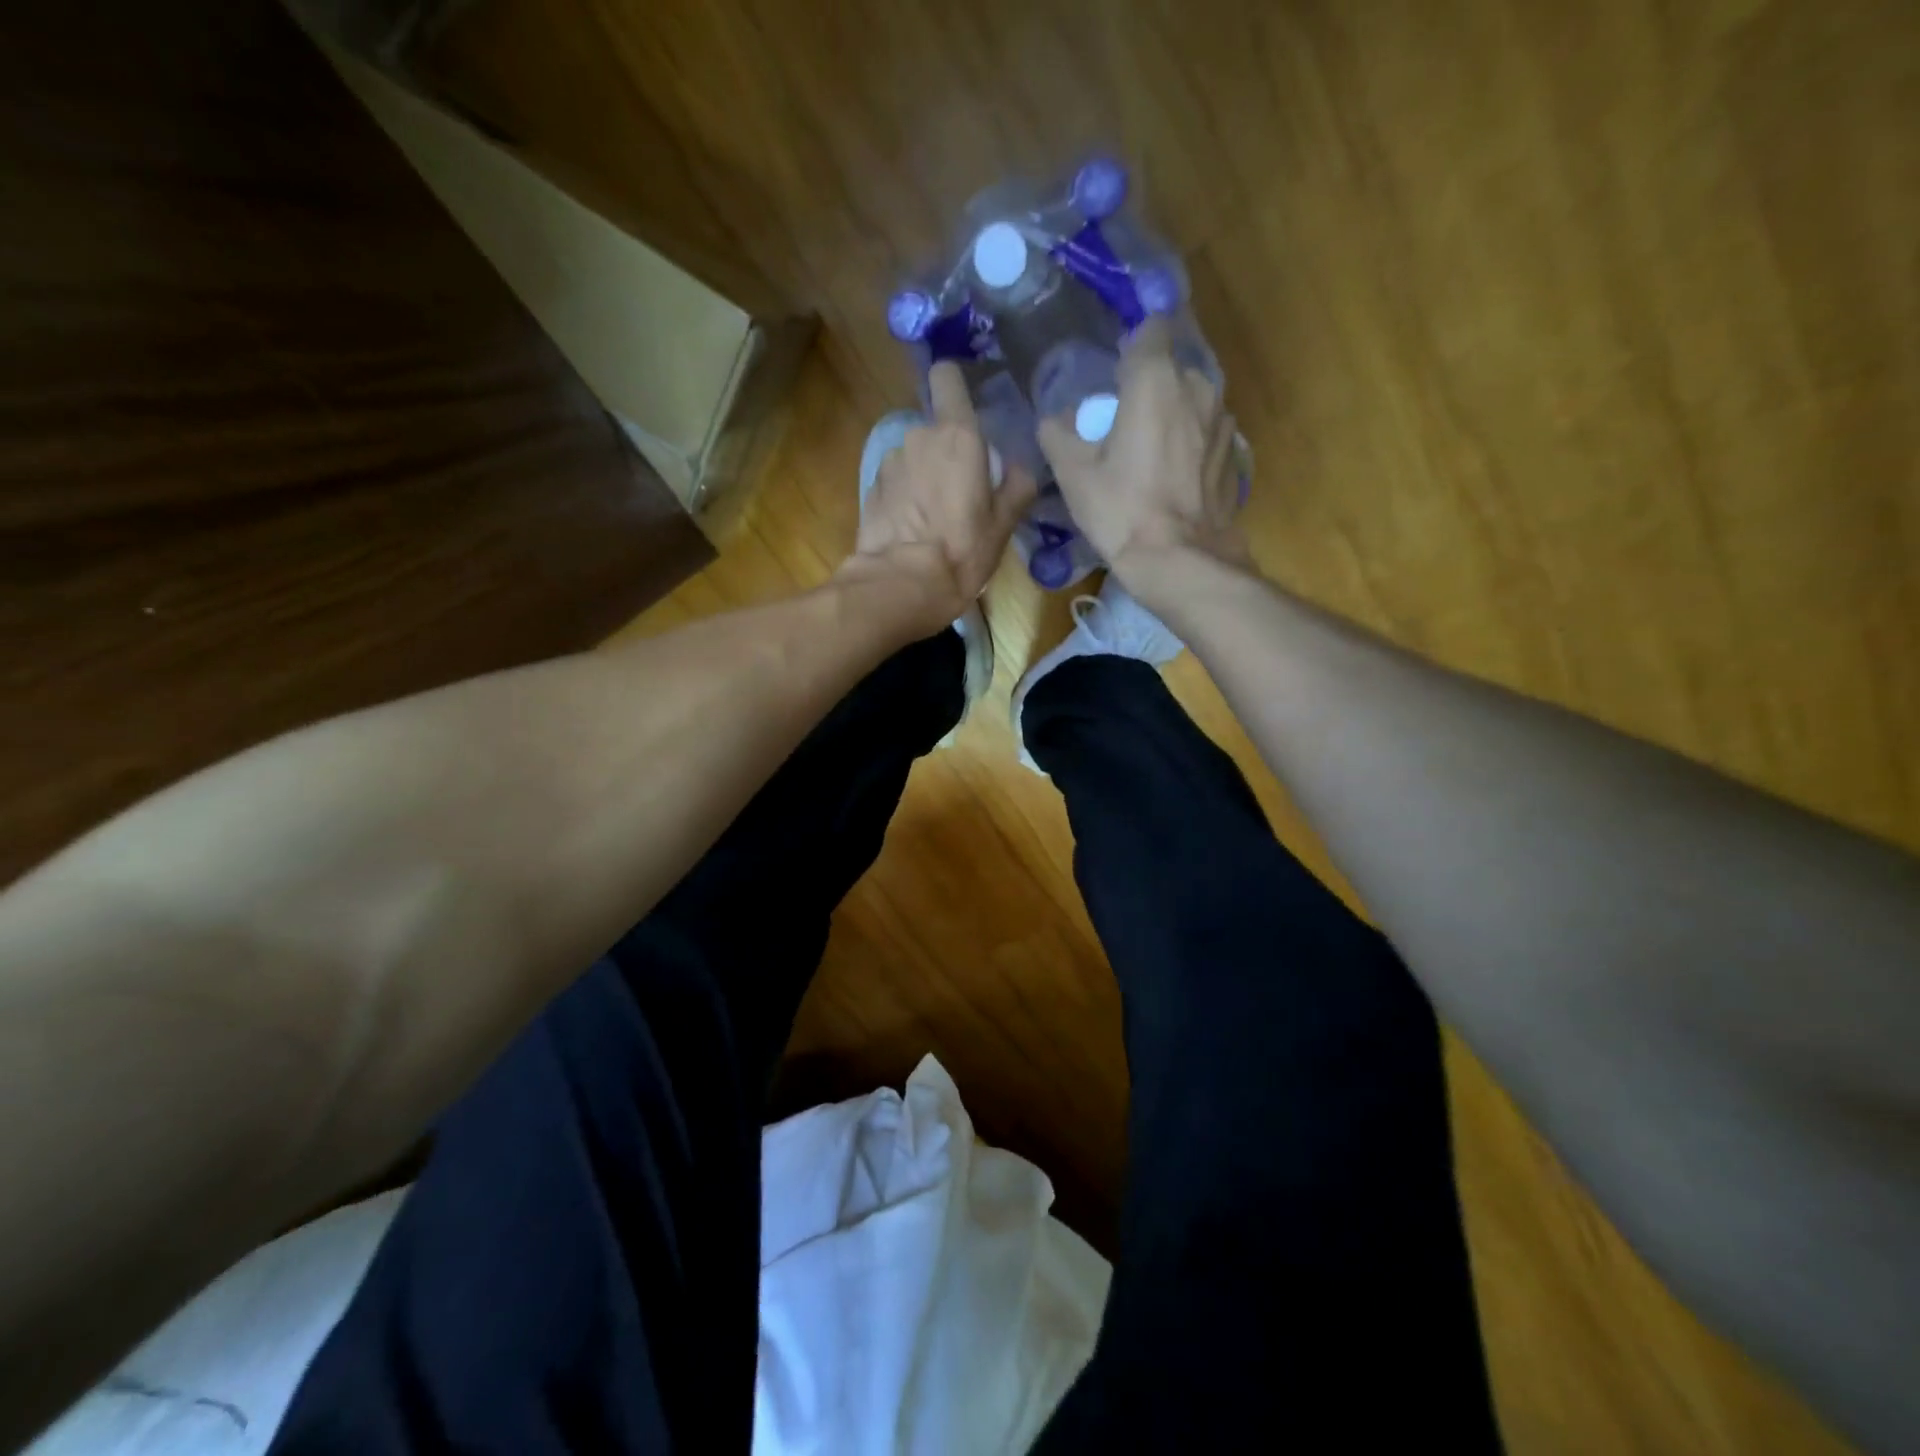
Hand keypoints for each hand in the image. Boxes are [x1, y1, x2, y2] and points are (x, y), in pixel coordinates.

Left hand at [843, 361, 1036, 631]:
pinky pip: (896, 482)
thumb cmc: (961, 552)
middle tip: (961, 494)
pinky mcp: (870, 489)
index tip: (965, 409)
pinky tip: (912, 530)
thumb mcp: (1003, 524)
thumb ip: (1017, 486)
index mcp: (958, 436)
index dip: (954, 385)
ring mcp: (890, 462)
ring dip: (923, 477)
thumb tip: (1018, 469)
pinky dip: (904, 498)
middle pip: (936, 430)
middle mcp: (919, 437)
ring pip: (914, 458)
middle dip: (947, 453)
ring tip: (933, 519)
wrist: (900, 585)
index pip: (947, 377)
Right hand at [1037, 317, 1248, 590]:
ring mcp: (1222, 421)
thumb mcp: (1073, 474)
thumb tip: (1057, 419)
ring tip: (1148, 456)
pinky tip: (1172, 480)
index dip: (1130, 346)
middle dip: (1147, 389)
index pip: (1149, 329)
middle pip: (1169, 370)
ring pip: (1190, 402)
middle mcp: (1198, 387)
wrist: (1181, 561)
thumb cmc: (1122, 510)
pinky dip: (1189, 446)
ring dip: (1171, 418)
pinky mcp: (1233, 454)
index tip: (1113, 375)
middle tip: (1122, 427)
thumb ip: (1058, 433)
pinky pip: (1204, 435)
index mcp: (1156, 380)